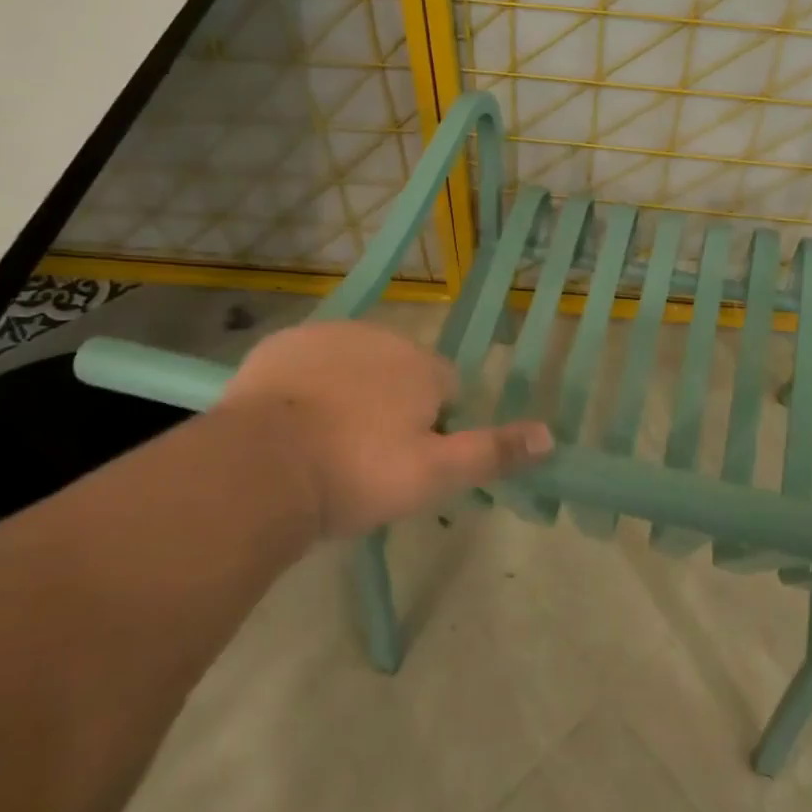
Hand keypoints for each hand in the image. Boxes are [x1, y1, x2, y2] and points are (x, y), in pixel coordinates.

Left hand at [216, 321, 552, 538]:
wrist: (261, 468)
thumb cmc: (357, 474)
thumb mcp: (434, 475)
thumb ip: (493, 452)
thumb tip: (550, 436)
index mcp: (421, 367)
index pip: (446, 387)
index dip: (433, 424)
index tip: (407, 461)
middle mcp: (380, 337)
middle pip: (400, 371)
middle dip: (391, 404)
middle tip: (365, 457)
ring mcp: (326, 335)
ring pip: (354, 363)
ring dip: (350, 391)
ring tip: (325, 443)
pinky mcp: (281, 345)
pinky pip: (308, 362)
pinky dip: (307, 384)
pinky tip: (290, 423)